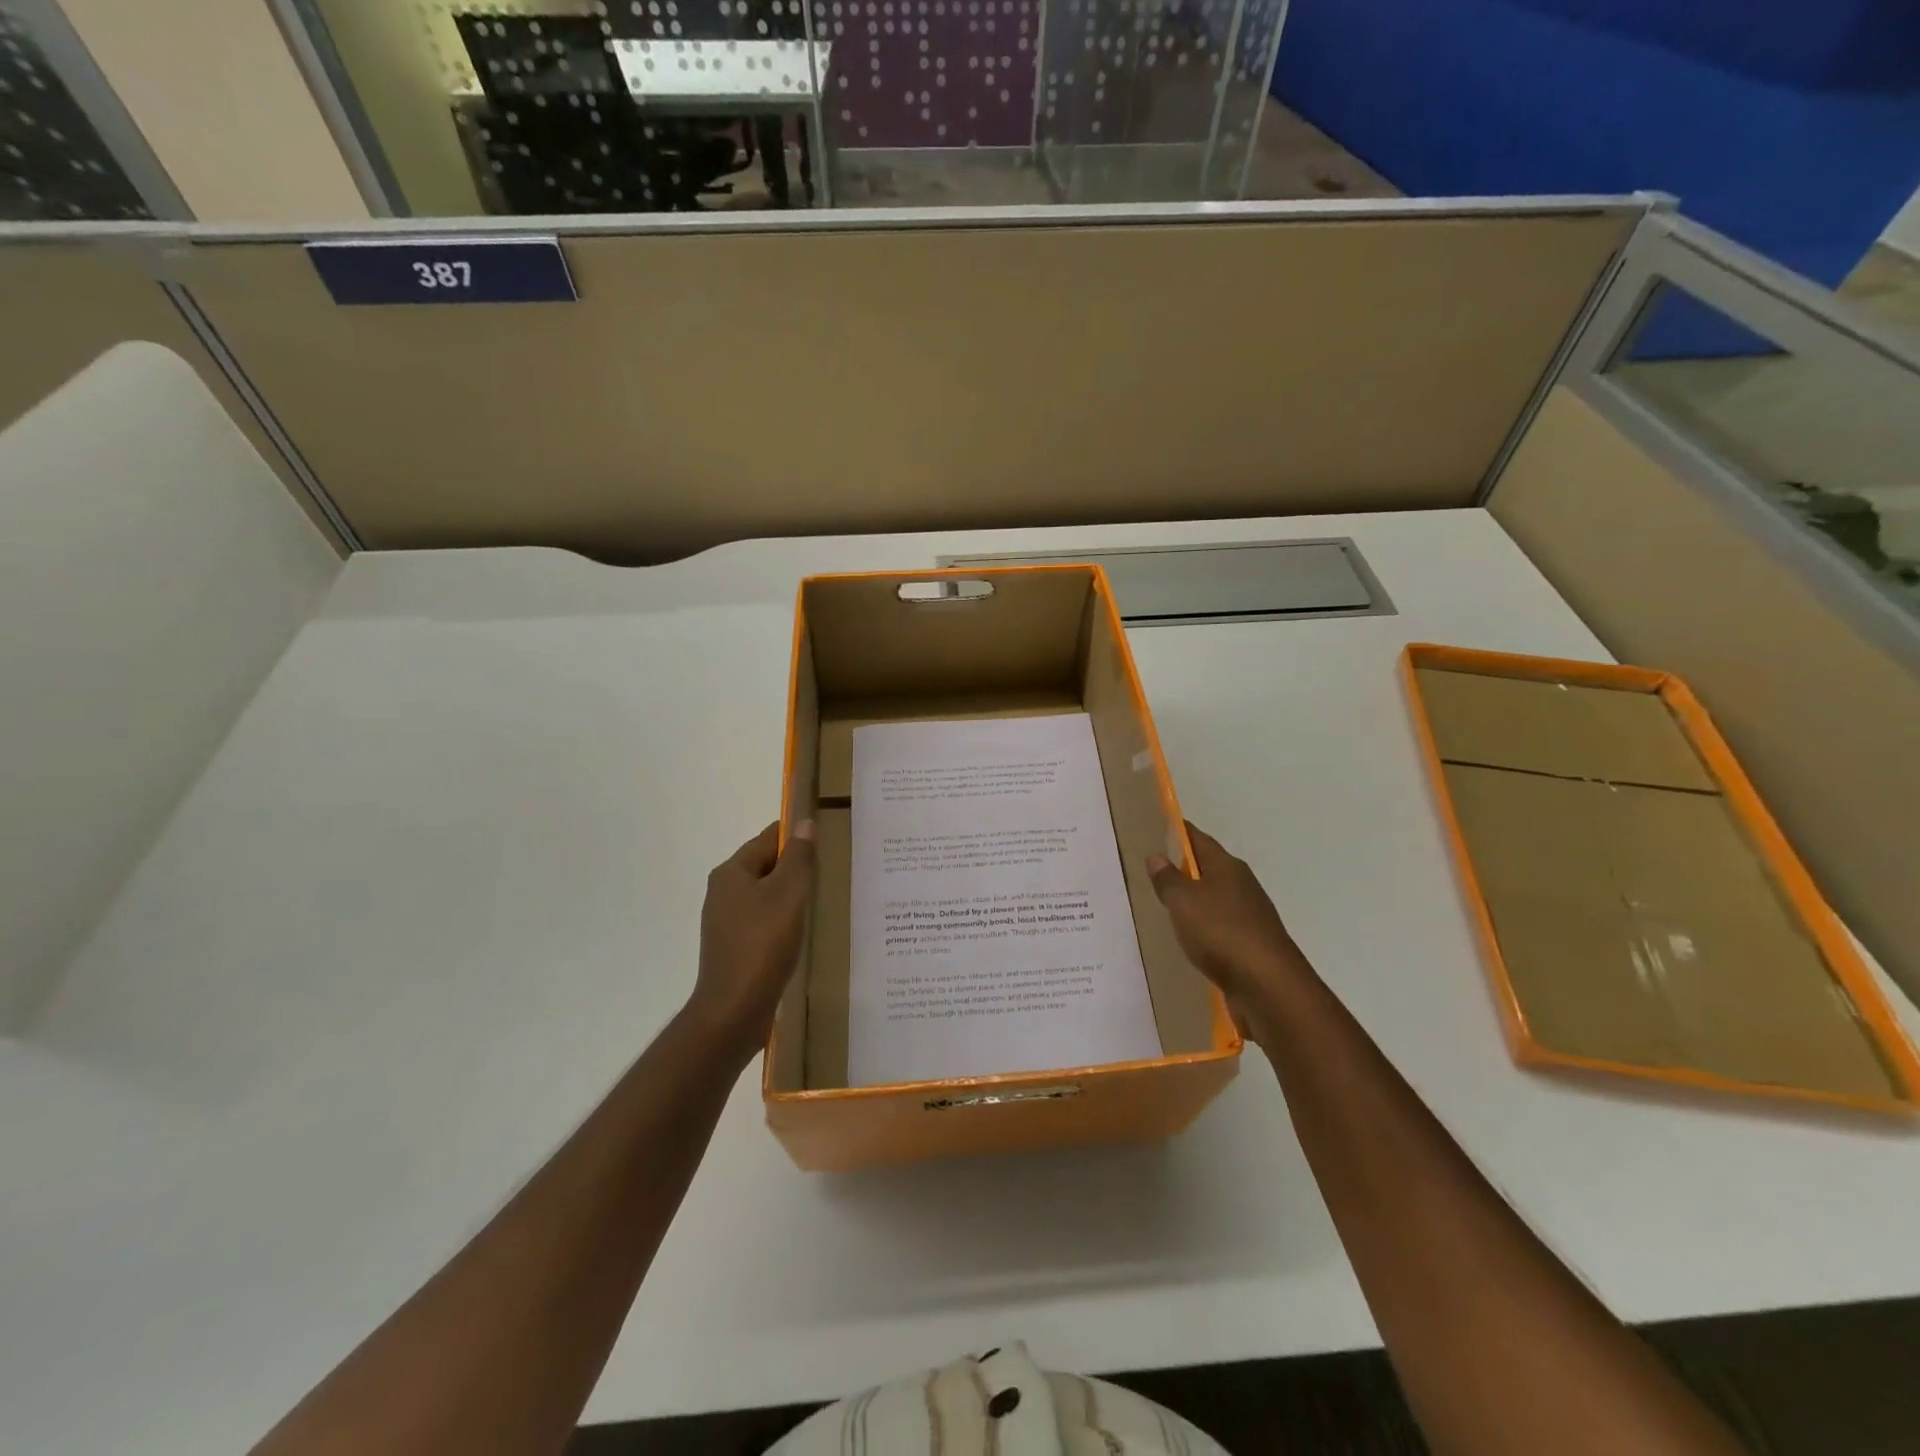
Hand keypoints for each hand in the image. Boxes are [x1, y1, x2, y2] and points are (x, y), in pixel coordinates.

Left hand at [687, 820, 815, 1063]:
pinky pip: (763, 922)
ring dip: (791, 897)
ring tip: (822, 902)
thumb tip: (804, 822)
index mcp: (731, 872)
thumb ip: (798, 857)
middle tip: (831, 873)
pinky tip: (803, 933)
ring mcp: (726, 922)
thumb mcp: (788, 893)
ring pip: (766, 896)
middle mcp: (723, 892)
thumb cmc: (763, 944)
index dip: (797, 837)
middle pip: (766, 866)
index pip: (768, 838)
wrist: (734, 1010)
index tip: (827, 842)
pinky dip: (783, 921)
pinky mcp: (733, 947)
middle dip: (796, 868)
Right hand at [1147, 821, 1314, 1043]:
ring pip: (1215, 900)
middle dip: (1184, 868)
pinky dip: (1204, 929)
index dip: (1178, 833)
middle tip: (1152, 870)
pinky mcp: (1252, 947)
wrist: (1269, 987)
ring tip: (1165, 905)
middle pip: (1209, 869)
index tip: (1157, 828)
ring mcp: (1250, 918)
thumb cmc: (1222, 933)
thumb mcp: (1184, 902)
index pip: (1199, 840)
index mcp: (1228, 867)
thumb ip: (1168, 880)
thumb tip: (1157, 856)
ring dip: (1194, 901)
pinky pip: (1221, 929)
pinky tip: (1189, 939)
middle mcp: (1242, 886)